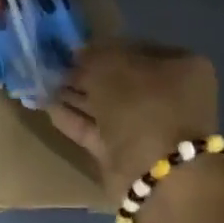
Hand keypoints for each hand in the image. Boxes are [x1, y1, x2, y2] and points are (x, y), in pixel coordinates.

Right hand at [49, 40, 221, 201]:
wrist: (157, 174)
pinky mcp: (126, 153)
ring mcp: (147, 127)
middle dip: (85, 75)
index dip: (102, 48)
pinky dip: (74, 119)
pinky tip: (47, 107)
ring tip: (43, 85)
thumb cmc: (143, 108)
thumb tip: (79, 52)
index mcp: (181, 67)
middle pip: (119, 80)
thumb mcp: (114, 70)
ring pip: (105, 106)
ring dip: (75, 96)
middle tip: (53, 68)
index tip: (72, 50)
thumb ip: (93, 56)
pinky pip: (96, 130)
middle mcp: (169, 96)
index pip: (135, 50)